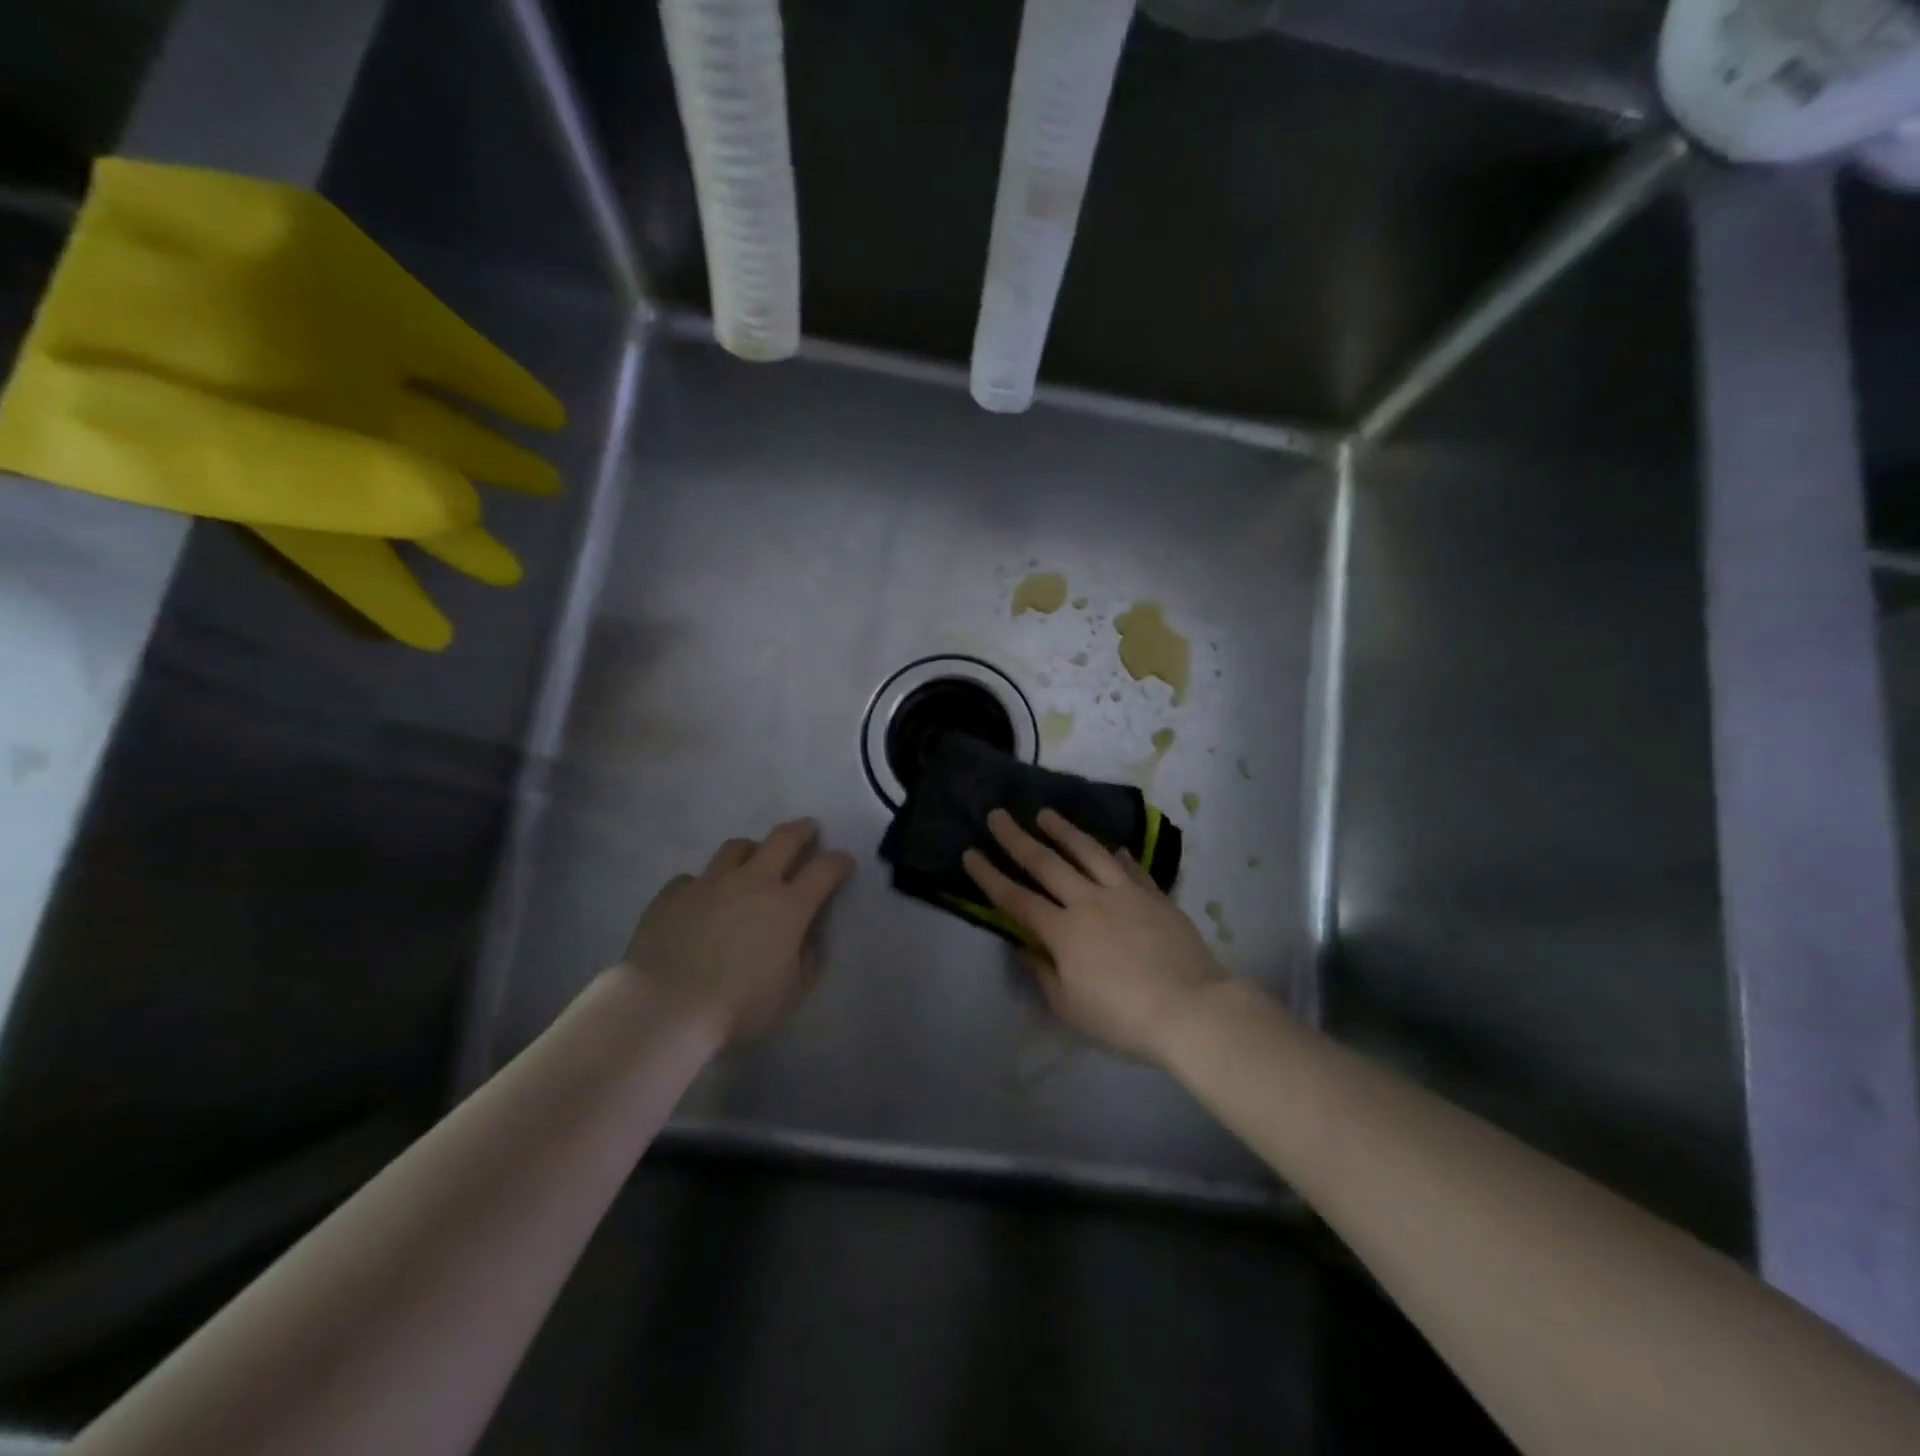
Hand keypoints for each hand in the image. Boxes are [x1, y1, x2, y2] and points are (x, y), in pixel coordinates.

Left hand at [622, 819, 854, 1045]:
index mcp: (789, 906)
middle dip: (801, 831)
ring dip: (751, 850)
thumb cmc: (739, 1006)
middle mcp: (753, 882)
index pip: (825, 869)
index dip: (839, 861)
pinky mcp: (673, 895)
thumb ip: (806, 960)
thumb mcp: (791, 993)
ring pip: (736, 848)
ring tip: (752, 860)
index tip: (844, 862)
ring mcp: (710, 883)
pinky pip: (692, 878)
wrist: (667, 1007)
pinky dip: (703, 884)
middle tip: (807, 831)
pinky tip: (700, 899)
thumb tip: (807, 939)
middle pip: (783, 839)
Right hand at [962, 808, 1228, 1063]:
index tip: (970, 854)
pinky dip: (1118, 856)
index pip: (1016, 899)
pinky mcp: (1154, 895)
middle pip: (1046, 863)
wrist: (1190, 1008)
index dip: (990, 876)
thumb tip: (1023, 949)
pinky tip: (1114, 847)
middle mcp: (1088, 902)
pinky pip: (1131, 868)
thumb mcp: (1070, 1007)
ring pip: (1087, 852)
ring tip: (1045, 813)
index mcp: (1063, 931)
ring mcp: (1124, 893)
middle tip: (997, 816)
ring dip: (1063, 831)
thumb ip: (1043, 974)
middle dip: (1017, 838)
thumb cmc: (1122, 1017)